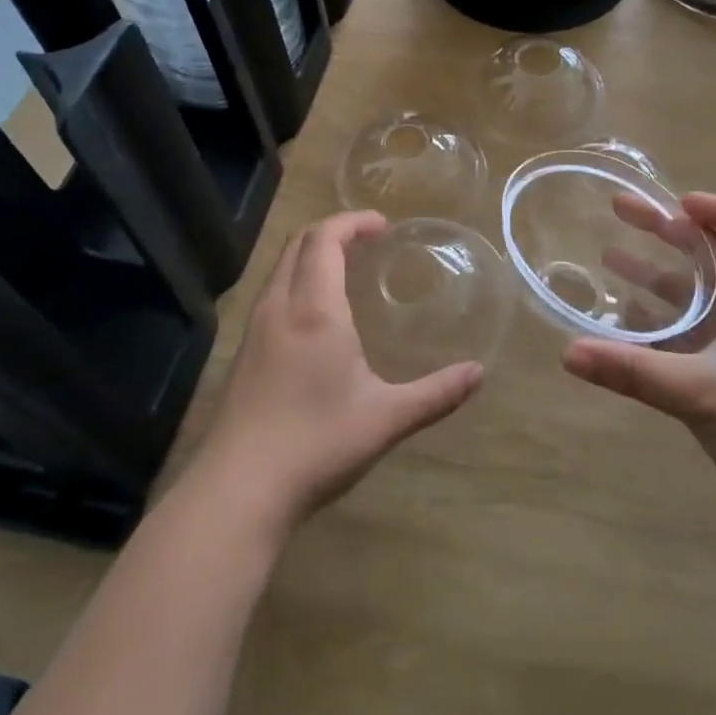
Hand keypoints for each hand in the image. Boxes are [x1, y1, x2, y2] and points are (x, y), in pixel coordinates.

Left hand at [195, 211, 483, 532]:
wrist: (236, 492)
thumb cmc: (315, 444)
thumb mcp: (386, 419)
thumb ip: (436, 393)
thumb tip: (479, 373)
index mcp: (314, 310)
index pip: (324, 239)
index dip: (352, 222)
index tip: (382, 226)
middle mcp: (279, 307)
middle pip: (298, 244)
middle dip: (332, 231)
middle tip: (368, 241)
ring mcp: (255, 330)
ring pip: (280, 268)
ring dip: (311, 254)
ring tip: (345, 269)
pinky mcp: (243, 354)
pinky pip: (271, 294)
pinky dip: (296, 280)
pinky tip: (316, 316)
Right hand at [566, 193, 715, 535]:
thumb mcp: (700, 390)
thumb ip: (632, 370)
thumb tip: (567, 352)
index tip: (678, 204)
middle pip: (710, 256)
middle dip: (668, 232)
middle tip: (620, 213)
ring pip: (692, 298)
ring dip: (654, 277)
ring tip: (607, 260)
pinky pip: (683, 338)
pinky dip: (653, 327)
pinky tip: (619, 325)